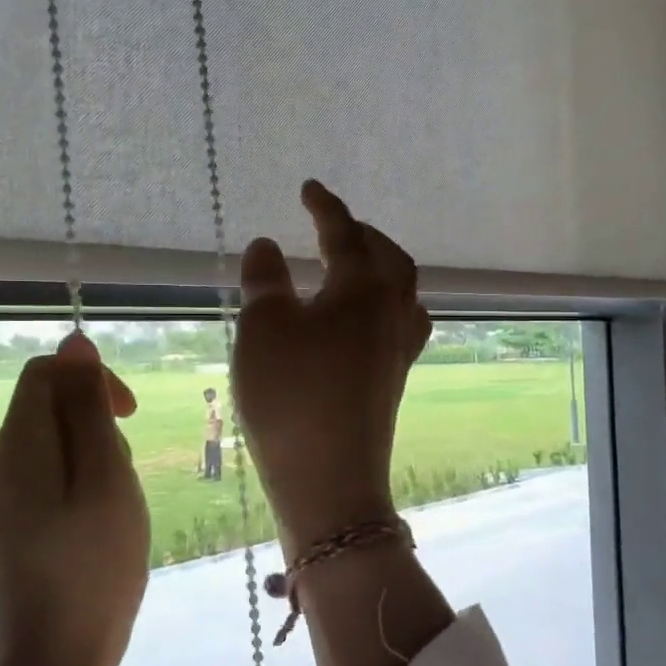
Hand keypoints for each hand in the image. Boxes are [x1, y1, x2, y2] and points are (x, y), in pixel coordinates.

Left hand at [0, 331, 148, 665]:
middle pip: (50, 407)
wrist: (55, 662)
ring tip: (114, 509)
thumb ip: (88, 408)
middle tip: (123, 481)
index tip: (128, 417)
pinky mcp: (6, 521)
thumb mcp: (106, 478)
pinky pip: (47, 475)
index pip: (46, 373)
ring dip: (94, 458)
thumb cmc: (95, 567)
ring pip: (54, 442)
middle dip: (97, 426)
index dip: (91, 379)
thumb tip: (74, 342)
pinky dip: (80, 484)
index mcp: (15, 447)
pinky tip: (97, 524)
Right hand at [233, 180, 432, 550]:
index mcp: (363, 288)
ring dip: (379, 266)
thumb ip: (265, 279)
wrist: (329, 478)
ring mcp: (398, 348)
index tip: (309, 188)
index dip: (325, 207)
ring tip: (351, 265)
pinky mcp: (393, 378)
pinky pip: (400, 323)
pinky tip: (364, 319)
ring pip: (401, 290)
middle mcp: (392, 311)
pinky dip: (383, 304)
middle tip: (329, 225)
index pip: (345, 233)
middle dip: (360, 233)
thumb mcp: (263, 328)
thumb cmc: (291, 394)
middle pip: (387, 257)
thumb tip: (267, 245)